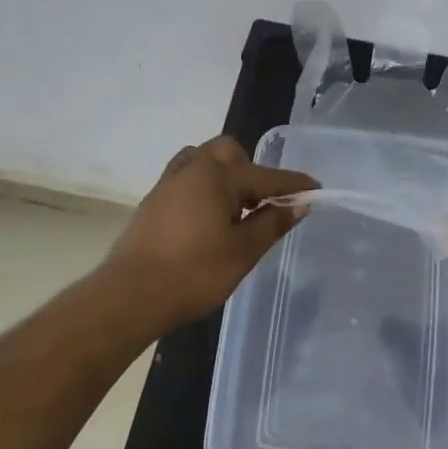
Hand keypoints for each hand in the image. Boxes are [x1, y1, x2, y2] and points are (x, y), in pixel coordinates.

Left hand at [100, 136, 316, 328]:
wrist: (130, 295)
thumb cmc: (194, 273)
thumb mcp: (243, 251)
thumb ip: (272, 223)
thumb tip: (298, 204)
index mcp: (218, 175)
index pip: (268, 176)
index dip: (294, 184)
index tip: (316, 189)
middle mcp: (193, 168)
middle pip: (230, 153)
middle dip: (252, 171)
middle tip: (264, 203)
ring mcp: (169, 182)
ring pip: (204, 160)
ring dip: (225, 174)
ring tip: (235, 208)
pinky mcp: (154, 200)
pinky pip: (187, 177)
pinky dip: (205, 186)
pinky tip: (209, 216)